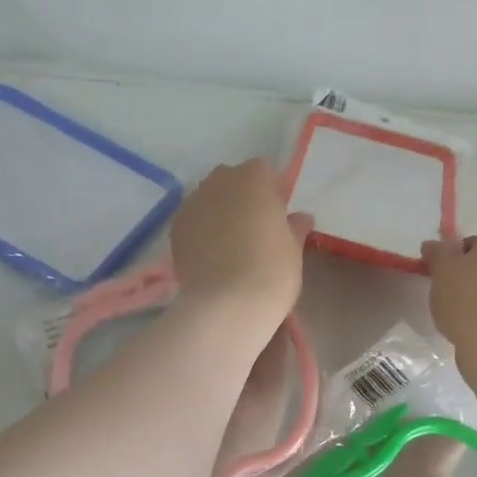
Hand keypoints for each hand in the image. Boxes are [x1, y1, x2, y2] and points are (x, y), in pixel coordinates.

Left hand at [170, 159, 310, 330]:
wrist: (227, 305)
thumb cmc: (271, 271)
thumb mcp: (293, 249)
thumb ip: (295, 227)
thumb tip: (300, 218)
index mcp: (253, 178)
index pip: (262, 171)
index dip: (270, 192)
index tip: (277, 217)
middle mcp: (218, 182)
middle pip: (230, 180)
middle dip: (241, 197)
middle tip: (254, 229)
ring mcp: (192, 204)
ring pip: (209, 199)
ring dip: (219, 212)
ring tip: (230, 244)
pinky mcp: (175, 229)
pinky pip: (193, 221)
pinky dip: (202, 231)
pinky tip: (211, 255)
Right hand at [421, 229, 476, 349]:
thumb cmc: (469, 295)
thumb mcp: (442, 269)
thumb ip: (436, 253)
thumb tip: (432, 246)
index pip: (473, 244)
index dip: (454, 260)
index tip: (443, 277)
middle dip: (468, 279)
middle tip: (449, 295)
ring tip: (460, 317)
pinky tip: (475, 330)